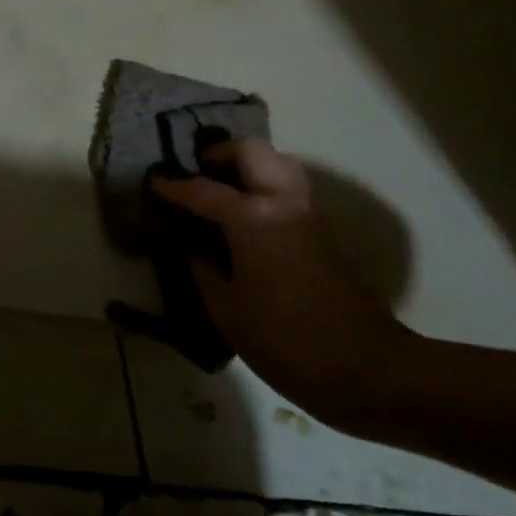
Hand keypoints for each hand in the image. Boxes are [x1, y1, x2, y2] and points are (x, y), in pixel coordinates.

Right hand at [151, 139, 414, 421]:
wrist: (362, 365)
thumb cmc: (284, 340)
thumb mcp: (226, 311)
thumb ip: (204, 270)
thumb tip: (195, 247)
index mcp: (253, 218)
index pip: (204, 190)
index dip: (174, 186)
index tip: (153, 180)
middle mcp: (283, 200)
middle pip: (251, 150)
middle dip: (220, 154)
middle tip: (197, 174)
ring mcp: (307, 211)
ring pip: (277, 161)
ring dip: (248, 165)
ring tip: (222, 190)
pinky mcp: (321, 228)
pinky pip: (289, 185)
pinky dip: (264, 183)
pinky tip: (247, 214)